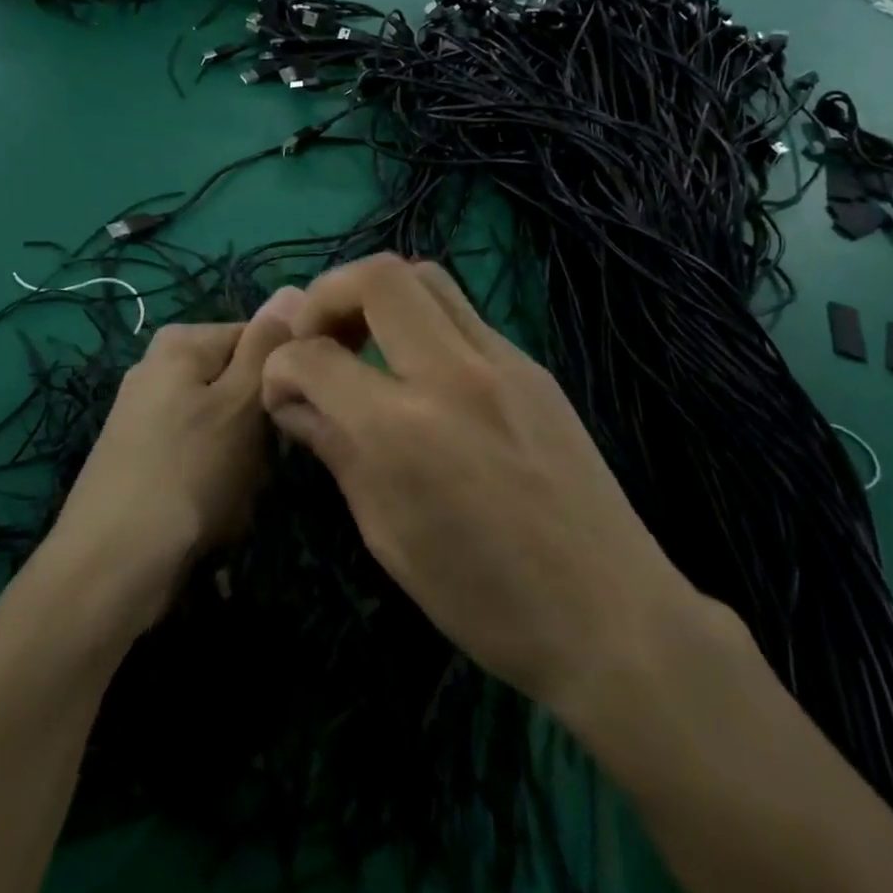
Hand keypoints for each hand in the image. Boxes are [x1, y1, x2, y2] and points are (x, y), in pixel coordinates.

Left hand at [43, 289, 302, 633]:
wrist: (110, 566)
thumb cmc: (188, 473)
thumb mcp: (240, 403)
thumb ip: (267, 345)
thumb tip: (292, 287)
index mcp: (180, 342)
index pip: (258, 337)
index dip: (281, 375)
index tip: (288, 415)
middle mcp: (157, 366)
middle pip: (237, 380)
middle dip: (257, 423)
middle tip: (258, 462)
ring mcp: (143, 412)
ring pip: (222, 423)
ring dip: (240, 458)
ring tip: (232, 492)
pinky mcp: (138, 454)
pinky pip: (196, 452)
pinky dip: (211, 478)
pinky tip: (209, 509)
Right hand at [261, 256, 703, 718]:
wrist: (612, 616)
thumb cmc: (486, 600)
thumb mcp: (388, 536)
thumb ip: (336, 451)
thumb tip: (294, 403)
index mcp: (404, 431)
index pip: (315, 358)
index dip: (280, 366)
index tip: (280, 388)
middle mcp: (453, 374)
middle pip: (378, 276)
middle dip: (328, 295)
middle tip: (319, 338)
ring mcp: (503, 361)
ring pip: (427, 278)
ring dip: (380, 296)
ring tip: (365, 343)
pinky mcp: (533, 366)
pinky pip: (464, 316)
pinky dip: (423, 324)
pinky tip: (420, 373)